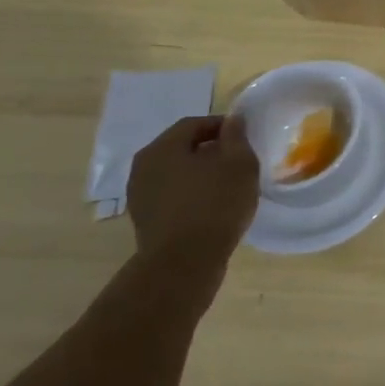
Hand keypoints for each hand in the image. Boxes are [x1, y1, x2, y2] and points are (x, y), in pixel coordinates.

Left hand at [126, 115, 260, 285]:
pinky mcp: (145, 220)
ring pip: (176, 173)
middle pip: (182, 147)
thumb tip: (232, 120)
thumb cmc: (214, 205)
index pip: (194, 123)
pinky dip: (191, 194)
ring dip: (200, 173)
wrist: (183, 265)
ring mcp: (140, 196)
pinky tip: (212, 206)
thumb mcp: (239, 164)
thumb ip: (236, 137)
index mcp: (162, 148)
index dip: (222, 126)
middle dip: (210, 149)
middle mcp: (143, 167)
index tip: (244, 137)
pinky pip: (172, 195)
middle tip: (238, 160)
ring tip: (227, 184)